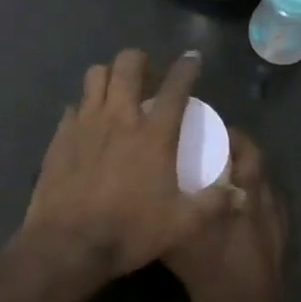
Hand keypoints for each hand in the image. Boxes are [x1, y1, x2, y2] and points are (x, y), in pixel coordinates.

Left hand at [19, 49, 234, 278]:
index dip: (187, 67)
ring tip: (116, 90)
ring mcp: (86, 122)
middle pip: (127, 64)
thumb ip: (213, 204)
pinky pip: (74, 105)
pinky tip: (90, 123)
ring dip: (109, 75)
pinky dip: (85, 106)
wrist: (68, 243)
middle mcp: (119, 117)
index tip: (192, 58)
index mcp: (153, 134)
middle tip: (147, 74)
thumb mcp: (182, 224)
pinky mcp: (61, 135)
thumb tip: (239, 193)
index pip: (176, 87)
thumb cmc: (129, 231)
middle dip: (140, 60)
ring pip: (95, 75)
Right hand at [163, 130, 293, 301]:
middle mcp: (266, 203)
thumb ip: (170, 218)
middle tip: (206, 148)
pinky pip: (263, 207)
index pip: (247, 150)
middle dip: (234, 151)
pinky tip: (226, 212)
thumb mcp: (182, 248)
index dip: (230, 135)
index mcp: (249, 197)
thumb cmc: (219, 281)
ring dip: (241, 174)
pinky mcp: (277, 243)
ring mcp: (275, 224)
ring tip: (213, 176)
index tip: (206, 128)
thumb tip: (147, 197)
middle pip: (255, 164)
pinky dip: (247, 199)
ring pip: (260, 185)